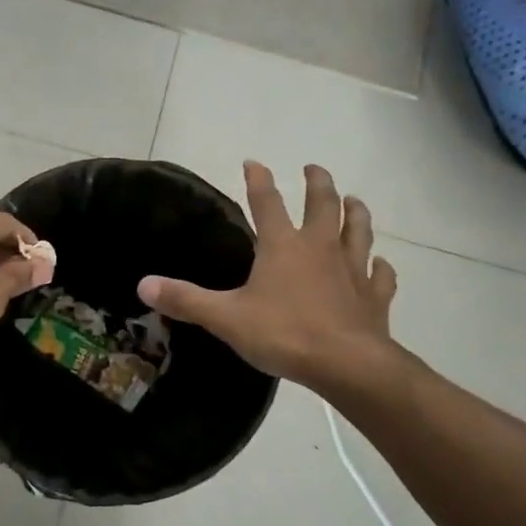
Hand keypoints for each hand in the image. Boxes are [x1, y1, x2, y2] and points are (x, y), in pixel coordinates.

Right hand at [137, 161, 397, 386]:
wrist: (346, 364)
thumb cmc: (284, 334)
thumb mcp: (226, 318)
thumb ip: (186, 299)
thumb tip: (143, 284)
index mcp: (283, 245)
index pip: (267, 202)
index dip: (258, 180)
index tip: (254, 161)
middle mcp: (320, 247)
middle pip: (323, 204)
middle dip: (317, 182)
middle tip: (314, 168)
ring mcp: (353, 269)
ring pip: (359, 230)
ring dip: (356, 212)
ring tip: (354, 200)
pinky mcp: (375, 296)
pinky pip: (382, 275)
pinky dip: (382, 267)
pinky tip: (381, 264)